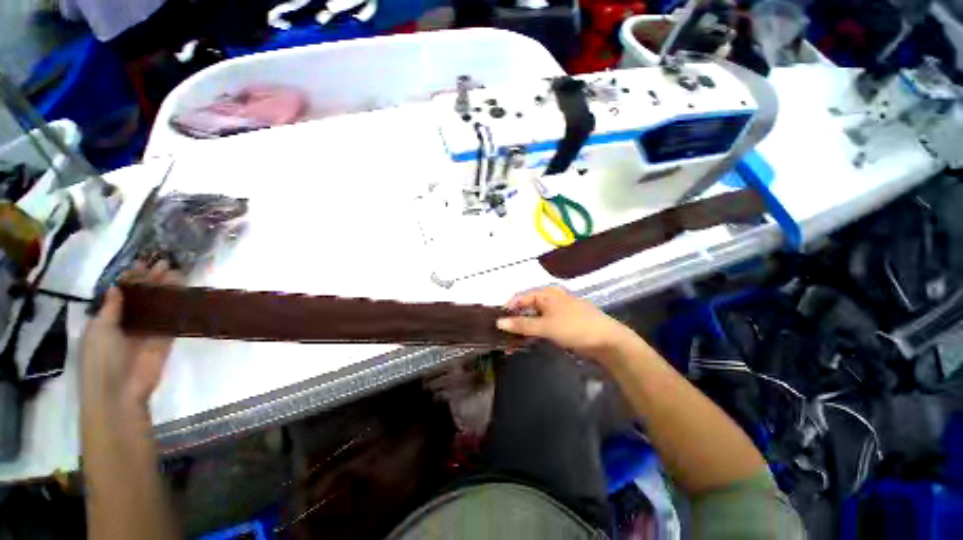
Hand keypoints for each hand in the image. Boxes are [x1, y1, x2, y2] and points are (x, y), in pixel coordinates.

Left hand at [82, 261, 182, 407]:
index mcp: (108, 319)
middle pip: (142, 296)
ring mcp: (148, 331)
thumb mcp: (99, 330)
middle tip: (165, 263)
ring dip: (167, 290)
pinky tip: (185, 294)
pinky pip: (173, 319)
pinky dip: (178, 307)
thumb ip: (111, 308)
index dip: (130, 278)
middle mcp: (128, 322)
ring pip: (159, 305)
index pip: (121, 293)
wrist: (120, 390)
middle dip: (152, 280)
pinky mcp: (166, 339)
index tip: (142, 262)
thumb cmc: (101, 359)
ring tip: (178, 273)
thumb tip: (118, 285)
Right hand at [496, 287, 634, 359]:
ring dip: (522, 330)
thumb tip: (499, 322)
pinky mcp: (560, 324)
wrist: (606, 341)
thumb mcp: (546, 326)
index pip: (520, 298)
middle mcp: (549, 300)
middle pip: (525, 308)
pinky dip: (532, 334)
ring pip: (532, 319)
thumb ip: (522, 324)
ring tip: (510, 344)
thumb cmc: (575, 327)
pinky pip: (541, 326)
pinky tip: (524, 343)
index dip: (507, 309)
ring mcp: (555, 312)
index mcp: (546, 294)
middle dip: (514, 322)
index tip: (496, 324)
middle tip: (502, 337)